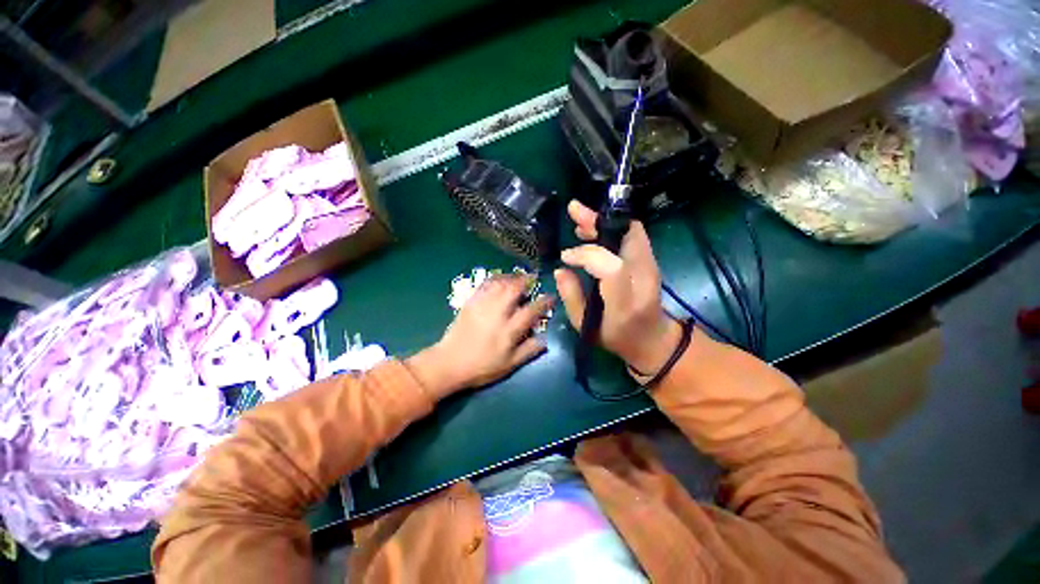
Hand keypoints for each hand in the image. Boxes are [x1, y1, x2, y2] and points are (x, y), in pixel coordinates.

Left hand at [408, 275, 552, 399]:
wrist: (449, 363)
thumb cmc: (482, 367)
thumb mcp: (509, 365)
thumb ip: (529, 351)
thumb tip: (545, 340)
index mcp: (509, 330)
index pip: (531, 310)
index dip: (544, 302)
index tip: (550, 297)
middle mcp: (497, 313)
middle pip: (514, 289)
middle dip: (526, 281)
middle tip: (533, 278)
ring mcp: (482, 306)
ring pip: (499, 284)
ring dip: (511, 277)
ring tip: (518, 278)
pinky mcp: (470, 303)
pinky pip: (485, 285)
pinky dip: (495, 279)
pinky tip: (499, 280)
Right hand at [554, 200, 681, 375]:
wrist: (653, 338)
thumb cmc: (616, 337)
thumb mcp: (586, 327)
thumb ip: (572, 297)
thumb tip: (560, 270)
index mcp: (626, 303)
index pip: (612, 268)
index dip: (586, 255)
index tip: (566, 257)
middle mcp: (644, 279)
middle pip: (628, 238)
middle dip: (598, 222)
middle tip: (574, 210)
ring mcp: (651, 266)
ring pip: (631, 231)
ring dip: (604, 221)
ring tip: (579, 217)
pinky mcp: (650, 260)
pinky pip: (633, 235)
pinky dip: (612, 227)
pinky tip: (592, 229)